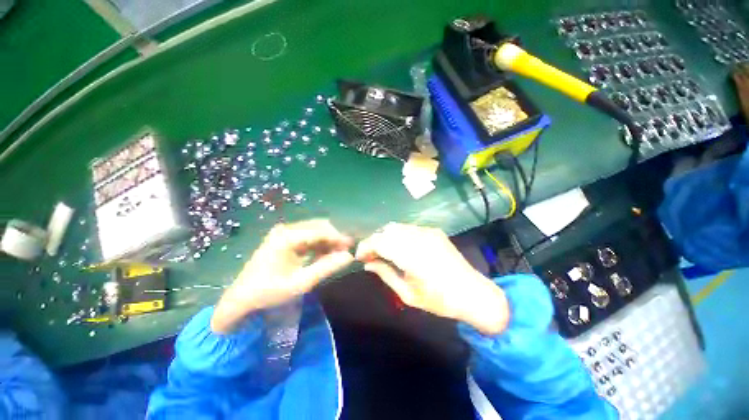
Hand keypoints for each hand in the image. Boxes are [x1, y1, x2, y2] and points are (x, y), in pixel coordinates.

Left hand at [211, 219, 353, 332]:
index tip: (351, 247)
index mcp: (287, 237)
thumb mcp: (301, 282)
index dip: (338, 237)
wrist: (242, 297)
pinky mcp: (284, 237)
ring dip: (327, 240)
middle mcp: (286, 229)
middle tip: (345, 251)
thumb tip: (349, 256)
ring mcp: (284, 232)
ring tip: (337, 254)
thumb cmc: (270, 291)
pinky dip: (318, 243)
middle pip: (318, 226)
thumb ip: (326, 267)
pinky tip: (324, 254)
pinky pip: (307, 236)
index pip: (320, 230)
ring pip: (314, 230)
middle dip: (334, 237)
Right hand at [356, 223, 508, 334]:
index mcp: (412, 256)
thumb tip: (368, 264)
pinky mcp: (434, 231)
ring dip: (386, 237)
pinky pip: (409, 228)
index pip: (380, 242)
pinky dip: (398, 235)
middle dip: (374, 241)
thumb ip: (385, 274)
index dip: (366, 246)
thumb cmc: (439, 300)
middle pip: (387, 231)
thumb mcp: (408, 294)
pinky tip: (400, 247)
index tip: (359, 256)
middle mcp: (419, 238)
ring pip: (397, 227)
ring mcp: (428, 232)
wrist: (473, 293)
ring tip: (383, 251)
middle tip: (371, 256)